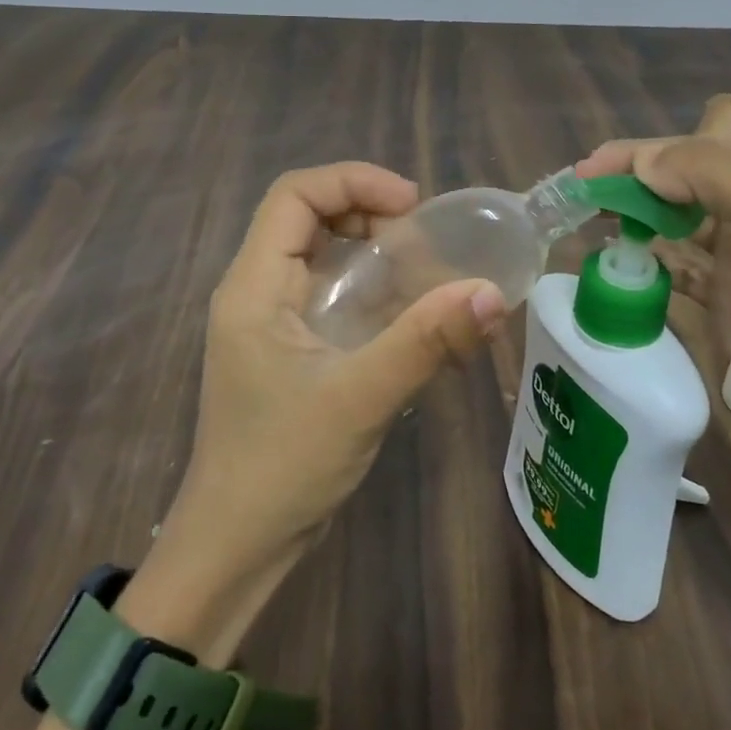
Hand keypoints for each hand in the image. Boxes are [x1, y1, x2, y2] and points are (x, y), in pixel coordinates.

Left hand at [155, 163, 506, 595]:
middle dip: (368, 213)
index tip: (411, 206)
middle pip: (309, 218)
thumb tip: (493, 292)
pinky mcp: (293, 351)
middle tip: (423, 239)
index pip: (294, 195)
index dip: (353, 181)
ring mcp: (274, 324)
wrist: (237, 548)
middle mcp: (259, 292)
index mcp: (255, 286)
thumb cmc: (283, 466)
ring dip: (375, 253)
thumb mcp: (360, 397)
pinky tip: (415, 316)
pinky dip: (374, 293)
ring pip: (324, 257)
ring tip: (427, 271)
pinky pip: (334, 298)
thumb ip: (426, 341)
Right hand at [578, 95, 730, 504]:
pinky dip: (646, 252)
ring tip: (592, 212)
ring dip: (637, 208)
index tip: (668, 177)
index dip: (692, 140)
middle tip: (587, 179)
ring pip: (678, 210)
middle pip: (694, 164)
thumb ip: (706, 170)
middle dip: (643, 167)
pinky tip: (618, 254)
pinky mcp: (722, 292)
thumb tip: (640, 162)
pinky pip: (674, 258)